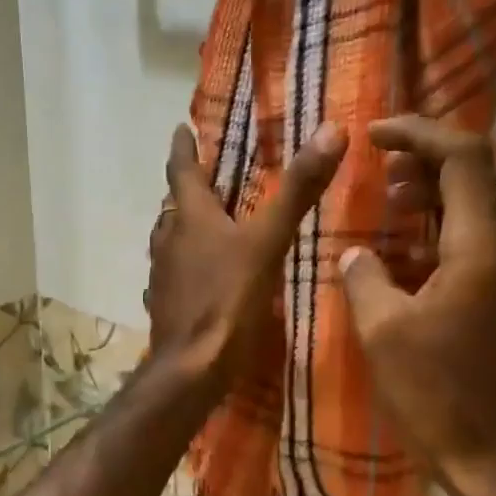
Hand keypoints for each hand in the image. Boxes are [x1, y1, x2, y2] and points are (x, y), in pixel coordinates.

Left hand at [146, 121, 348, 395]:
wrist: (193, 367)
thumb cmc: (229, 299)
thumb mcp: (269, 241)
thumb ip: (298, 190)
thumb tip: (332, 130)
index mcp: (190, 217)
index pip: (182, 170)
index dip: (183, 147)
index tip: (182, 128)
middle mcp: (169, 240)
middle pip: (174, 207)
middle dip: (187, 190)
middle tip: (205, 179)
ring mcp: (163, 276)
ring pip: (170, 241)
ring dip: (184, 229)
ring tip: (205, 226)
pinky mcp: (165, 306)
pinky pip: (174, 275)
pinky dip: (186, 266)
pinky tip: (201, 277)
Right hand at [339, 116, 495, 495]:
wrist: (492, 453)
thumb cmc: (434, 394)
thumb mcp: (382, 331)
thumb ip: (364, 276)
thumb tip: (355, 252)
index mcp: (482, 247)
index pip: (463, 156)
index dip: (417, 133)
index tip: (374, 135)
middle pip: (490, 165)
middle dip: (437, 154)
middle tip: (389, 171)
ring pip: (494, 197)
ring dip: (445, 188)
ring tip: (393, 203)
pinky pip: (491, 233)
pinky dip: (454, 221)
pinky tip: (411, 249)